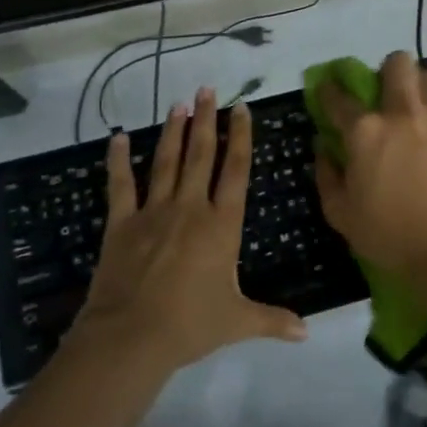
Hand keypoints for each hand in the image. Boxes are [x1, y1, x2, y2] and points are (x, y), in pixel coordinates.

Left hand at [75, 88, 307, 370]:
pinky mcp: (122, 223)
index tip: (241, 108)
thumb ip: (272, 320)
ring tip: (178, 103)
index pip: (236, 170)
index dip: (241, 137)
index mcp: (222, 224)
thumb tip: (307, 332)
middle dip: (206, 120)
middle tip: (207, 90)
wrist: (131, 336)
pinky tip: (119, 137)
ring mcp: (154, 211)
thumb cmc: (190, 324)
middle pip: (201, 154)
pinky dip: (118, 160)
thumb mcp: (238, 322)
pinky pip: (121, 185)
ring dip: (173, 131)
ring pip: (166, 161)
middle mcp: (190, 207)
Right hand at [314, 52, 426, 281]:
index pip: (339, 97)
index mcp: (365, 131)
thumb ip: (327, 176)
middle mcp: (403, 114)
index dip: (330, 89)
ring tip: (420, 110)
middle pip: (398, 64)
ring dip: (422, 88)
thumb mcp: (342, 215)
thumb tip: (324, 149)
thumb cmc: (391, 237)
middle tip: (388, 92)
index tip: (328, 88)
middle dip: (389, 69)